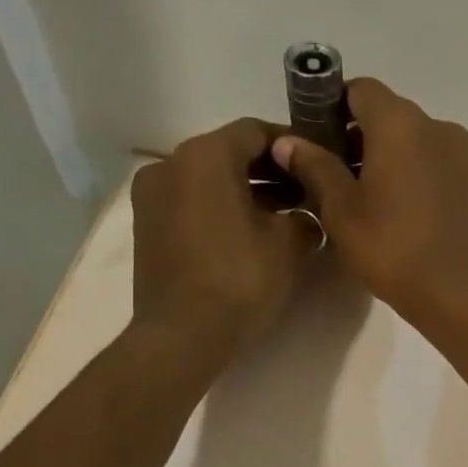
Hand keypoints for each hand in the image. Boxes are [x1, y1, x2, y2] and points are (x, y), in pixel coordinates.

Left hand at [130, 118, 316, 347]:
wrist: (183, 335)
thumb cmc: (240, 279)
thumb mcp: (289, 244)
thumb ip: (305, 217)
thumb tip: (306, 218)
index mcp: (205, 155)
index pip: (255, 131)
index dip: (292, 145)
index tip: (318, 163)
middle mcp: (171, 164)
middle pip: (230, 154)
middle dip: (271, 171)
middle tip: (308, 193)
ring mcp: (153, 196)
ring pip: (210, 180)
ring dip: (248, 192)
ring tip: (285, 218)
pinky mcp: (149, 227)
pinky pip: (193, 203)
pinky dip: (223, 209)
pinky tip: (252, 235)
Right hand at [270, 79, 467, 328]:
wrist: (460, 296)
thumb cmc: (392, 249)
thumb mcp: (342, 210)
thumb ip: (314, 167)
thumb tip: (288, 141)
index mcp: (401, 122)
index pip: (359, 89)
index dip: (330, 106)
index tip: (312, 138)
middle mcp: (437, 126)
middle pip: (387, 114)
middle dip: (355, 135)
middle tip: (329, 174)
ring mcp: (461, 156)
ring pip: (411, 140)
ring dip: (383, 157)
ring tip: (359, 197)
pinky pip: (432, 163)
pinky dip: (409, 173)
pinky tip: (393, 210)